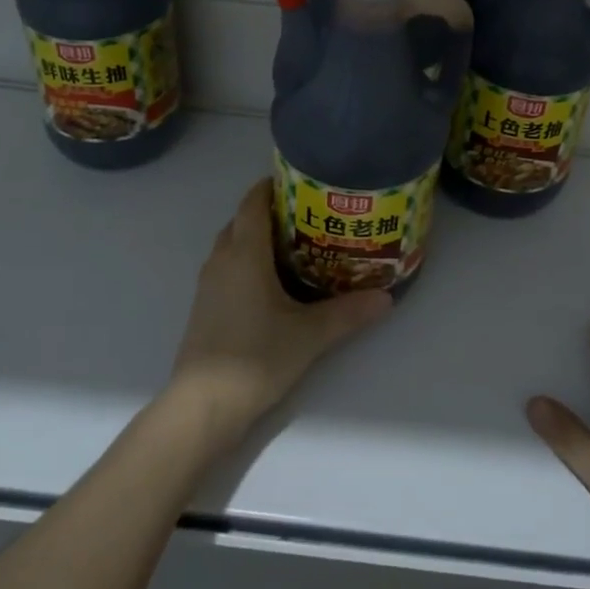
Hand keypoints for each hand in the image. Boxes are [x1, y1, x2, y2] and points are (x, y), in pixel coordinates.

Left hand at [166, 178, 392, 453]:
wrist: (202, 407)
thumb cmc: (256, 358)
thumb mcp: (310, 335)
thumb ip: (348, 312)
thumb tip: (386, 297)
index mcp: (244, 254)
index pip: (252, 203)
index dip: (272, 186)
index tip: (301, 181)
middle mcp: (221, 260)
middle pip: (242, 220)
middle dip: (270, 211)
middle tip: (309, 214)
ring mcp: (209, 284)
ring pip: (232, 244)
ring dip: (257, 237)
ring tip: (297, 244)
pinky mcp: (205, 306)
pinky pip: (227, 267)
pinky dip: (248, 261)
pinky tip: (274, 282)